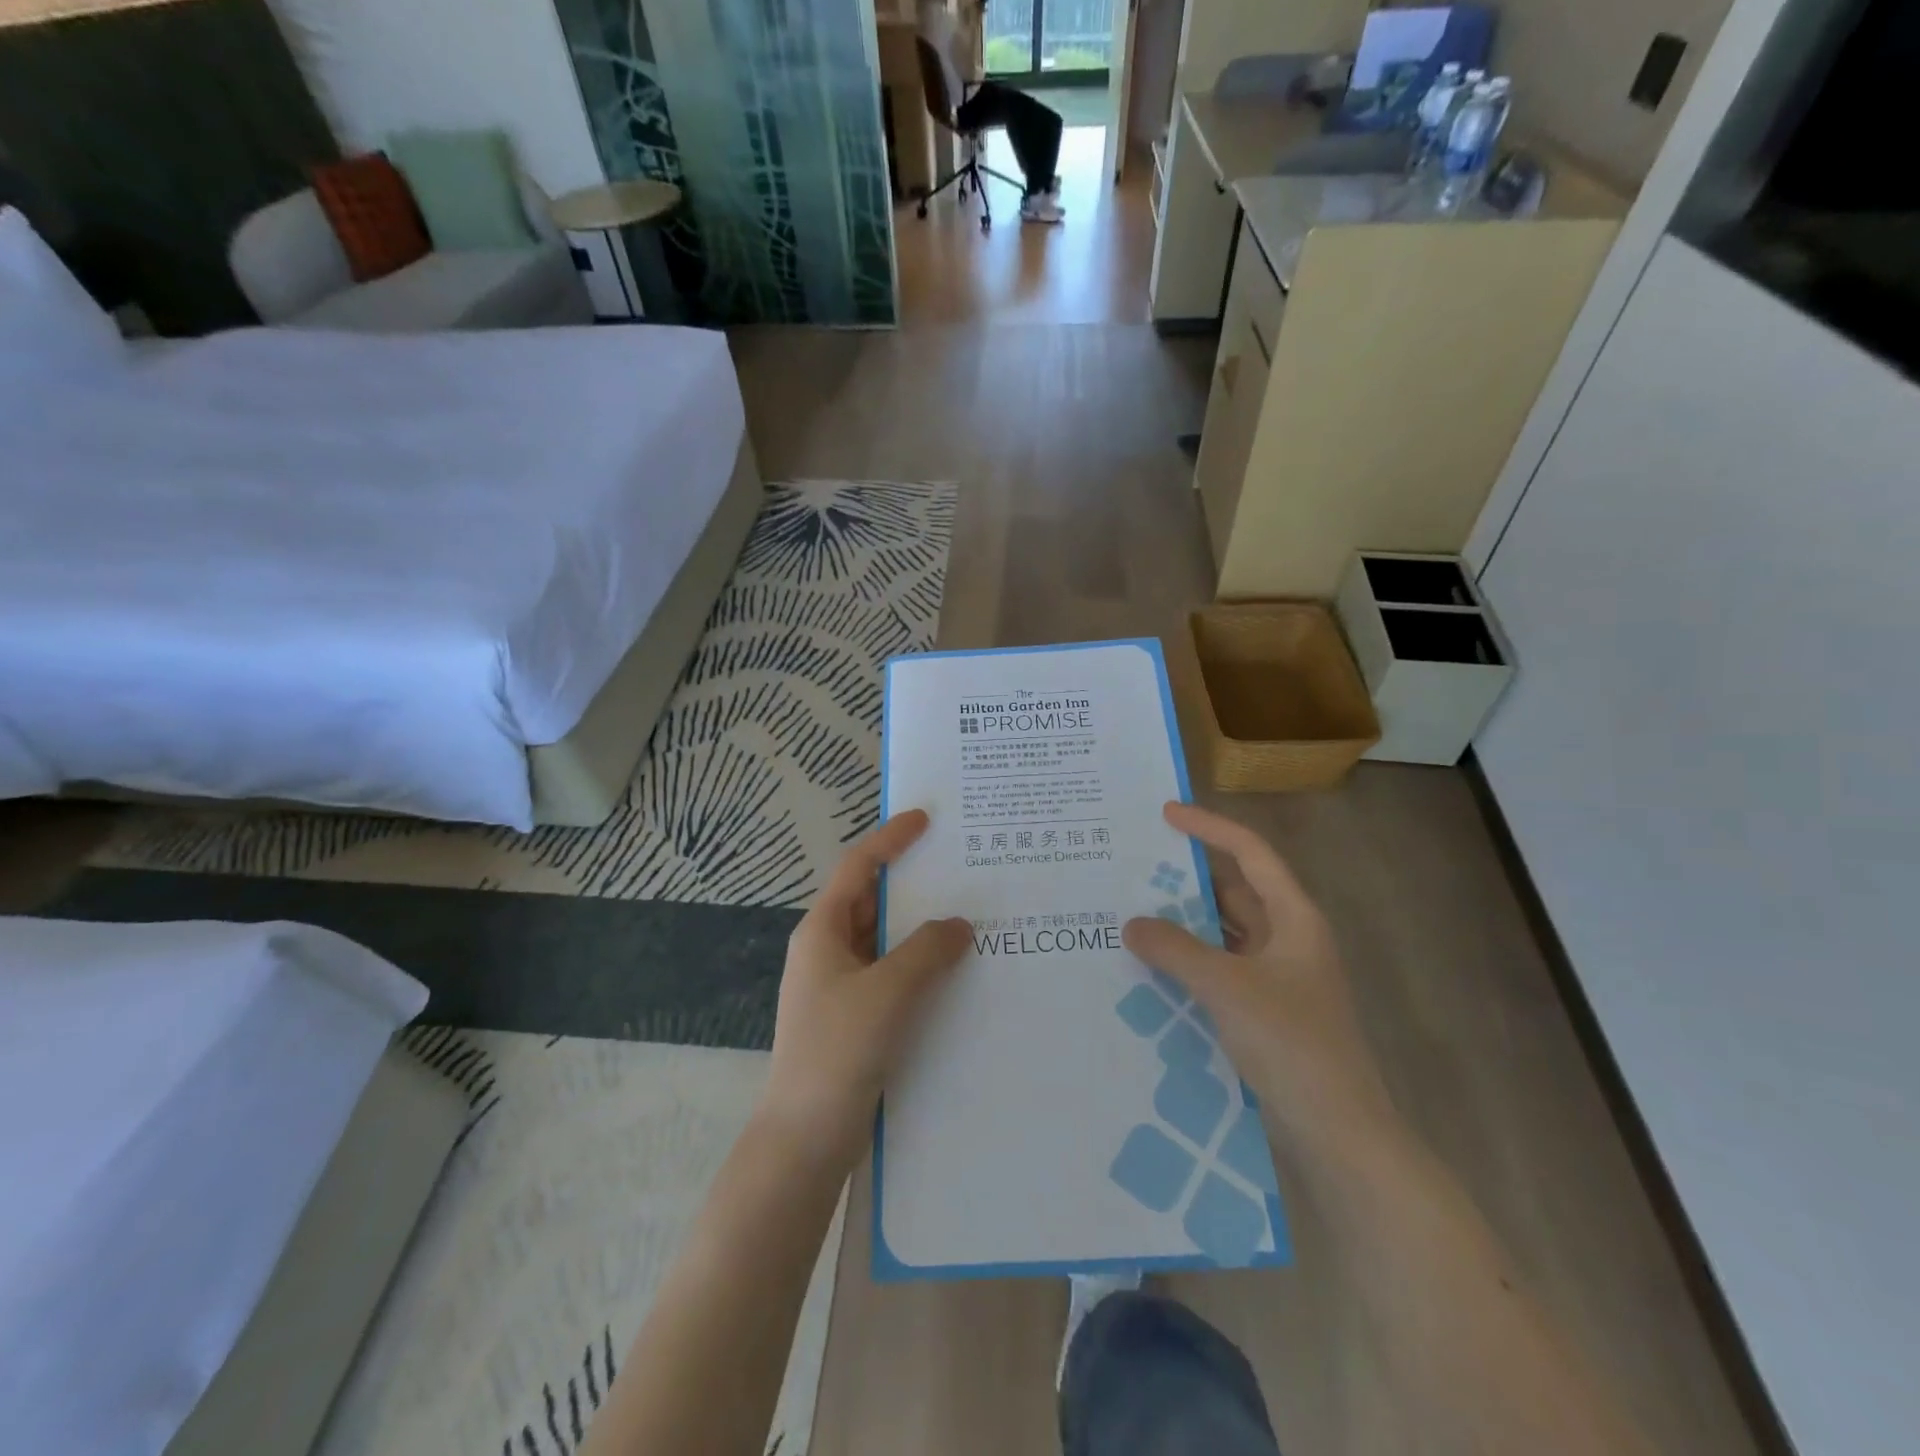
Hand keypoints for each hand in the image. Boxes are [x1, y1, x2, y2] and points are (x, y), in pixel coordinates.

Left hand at [760, 810, 970, 1167]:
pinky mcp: (853, 1018)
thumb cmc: (838, 1051)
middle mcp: (827, 951)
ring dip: (919, 929)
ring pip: (883, 941)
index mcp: (822, 931)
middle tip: (960, 868)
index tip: (925, 818)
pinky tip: (953, 974)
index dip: (890, 839)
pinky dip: (918, 966)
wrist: (803, 1139)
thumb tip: (959, 924)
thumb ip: (927, 950)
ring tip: (968, 916)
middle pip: (871, 901)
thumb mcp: (888, 992)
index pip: (857, 868)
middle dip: (912, 883)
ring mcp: (838, 987)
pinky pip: (890, 976)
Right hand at [1123, 802, 1393, 1149]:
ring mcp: (1278, 976)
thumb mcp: (1226, 987)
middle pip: (1235, 891)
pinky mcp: (1265, 1009)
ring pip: (1224, 932)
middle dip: (1188, 878)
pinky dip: (1190, 961)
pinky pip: (1220, 968)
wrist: (1338, 1131)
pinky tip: (1153, 966)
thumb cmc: (1291, 1042)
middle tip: (1135, 867)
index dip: (1209, 827)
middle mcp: (1288, 939)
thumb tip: (1131, 923)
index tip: (1165, 814)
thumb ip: (1175, 949)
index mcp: (1294, 918)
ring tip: (1133, 912)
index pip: (1250, 853)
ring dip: (1185, 923)